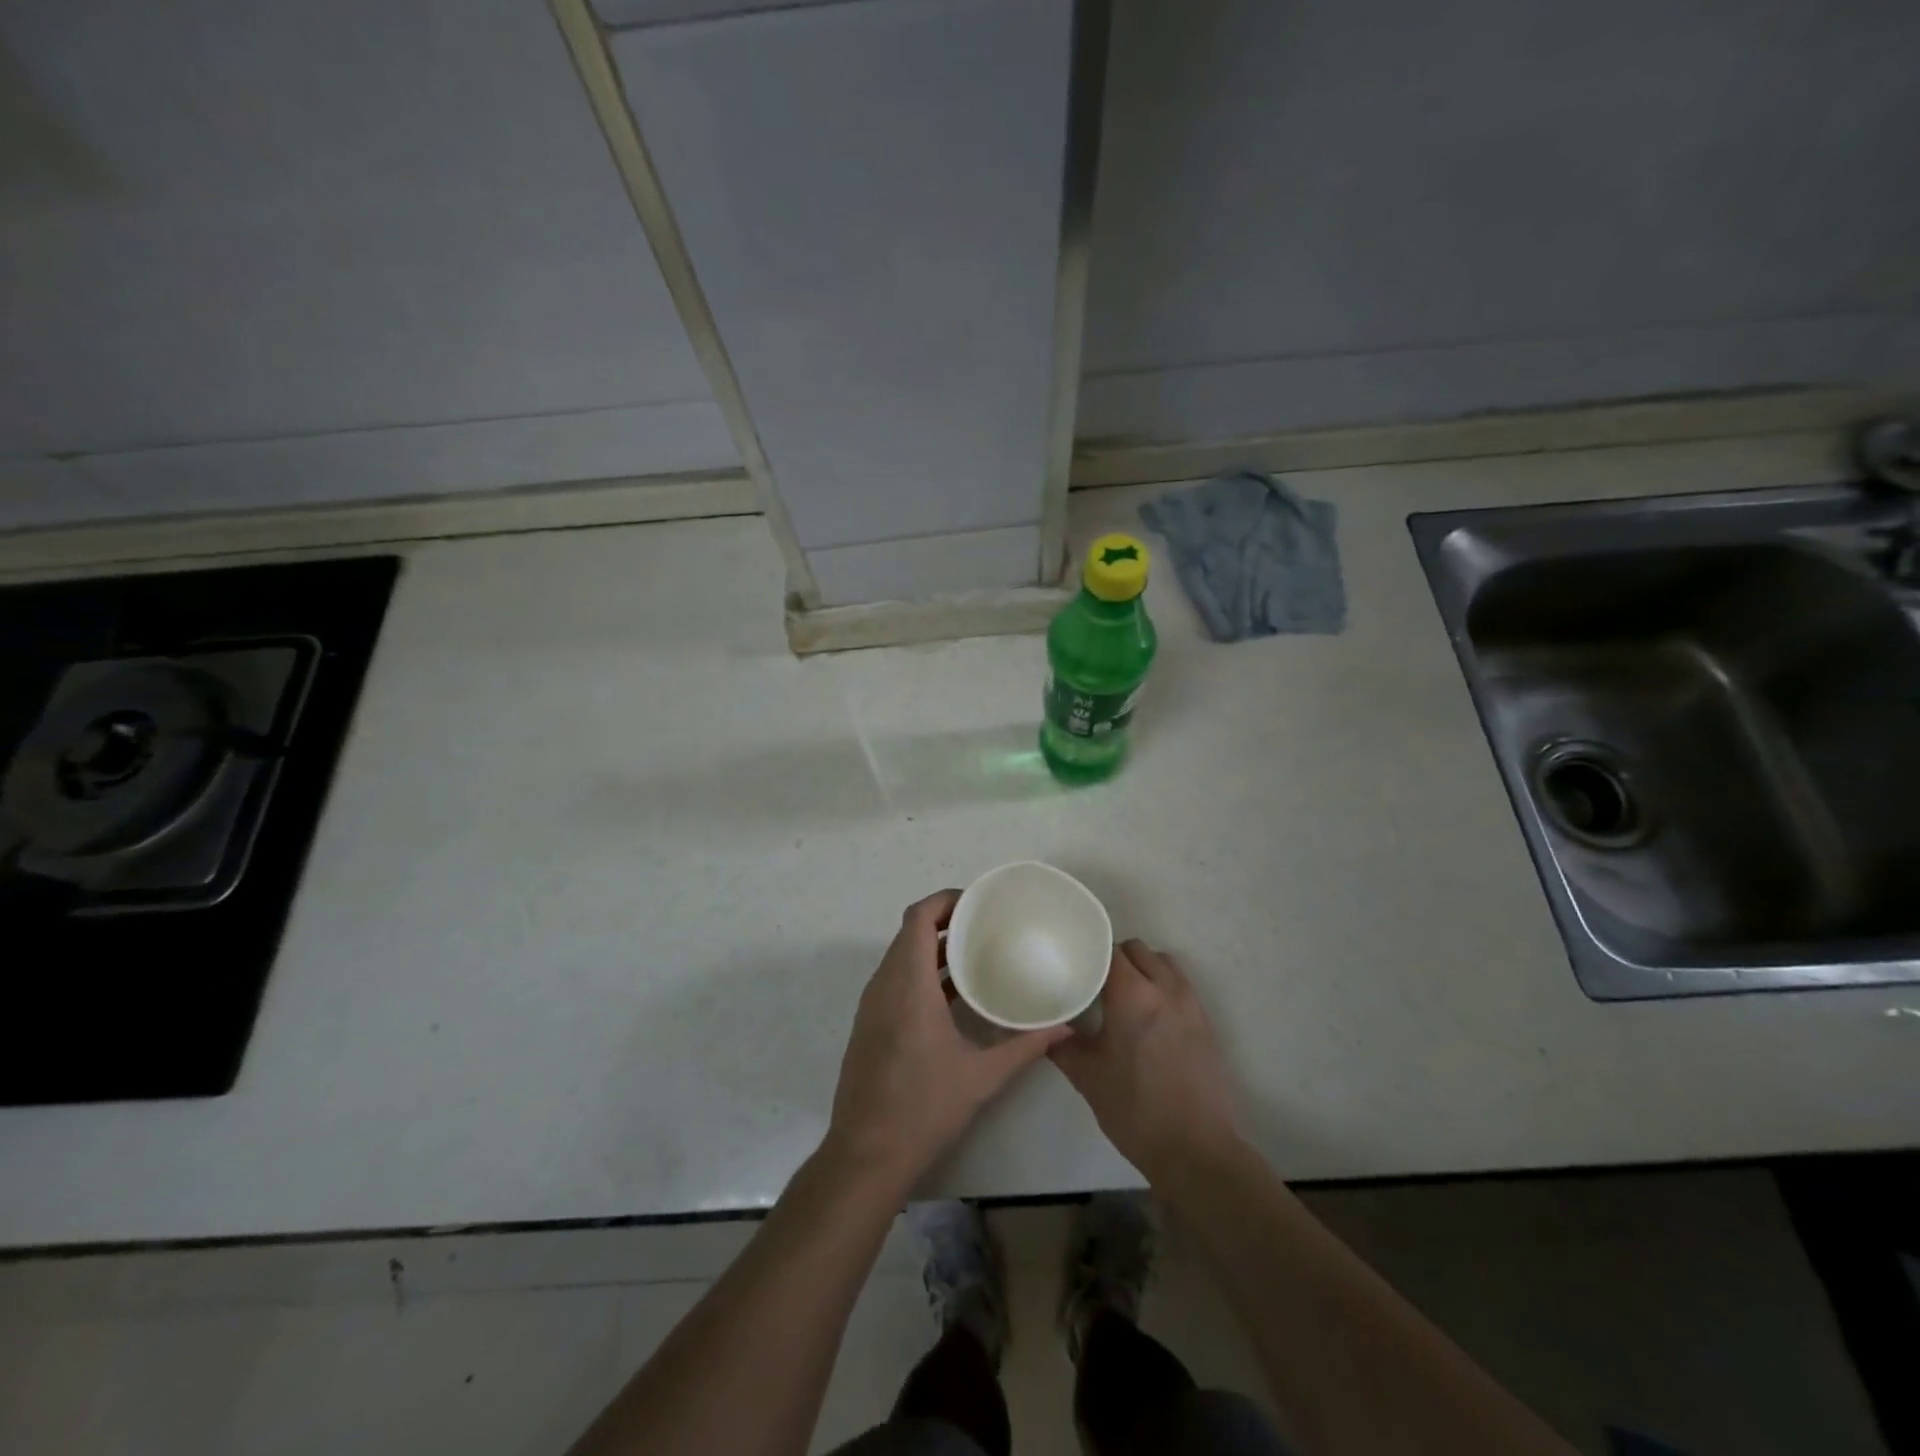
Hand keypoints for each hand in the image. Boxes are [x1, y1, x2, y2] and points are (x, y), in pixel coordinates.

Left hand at [826, 890, 1069, 1190]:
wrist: (866, 1154)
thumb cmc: (924, 1109)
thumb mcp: (982, 1077)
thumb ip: (1026, 1046)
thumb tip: (1066, 1026)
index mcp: (909, 985)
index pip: (918, 918)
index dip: (945, 901)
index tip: (978, 903)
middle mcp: (885, 985)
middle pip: (910, 932)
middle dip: (945, 921)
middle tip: (985, 925)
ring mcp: (872, 1005)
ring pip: (900, 956)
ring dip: (932, 947)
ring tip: (975, 953)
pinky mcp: (869, 1023)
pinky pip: (894, 979)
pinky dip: (920, 971)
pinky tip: (953, 994)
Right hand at [1051, 939, 1241, 1183]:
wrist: (1195, 1151)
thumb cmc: (1134, 1110)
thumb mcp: (1087, 1076)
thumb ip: (1063, 1044)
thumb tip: (1047, 1026)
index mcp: (1133, 995)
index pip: (1109, 951)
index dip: (1090, 954)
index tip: (1074, 967)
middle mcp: (1165, 989)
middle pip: (1138, 951)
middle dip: (1116, 959)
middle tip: (1095, 983)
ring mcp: (1190, 1004)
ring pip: (1163, 964)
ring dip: (1144, 969)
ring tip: (1124, 996)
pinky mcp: (1206, 1023)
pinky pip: (1181, 986)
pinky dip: (1163, 987)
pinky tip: (1148, 1018)